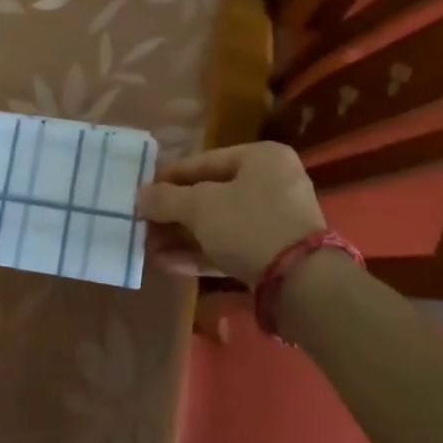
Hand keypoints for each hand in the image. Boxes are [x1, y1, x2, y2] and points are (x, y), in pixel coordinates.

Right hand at [136, 142, 325, 285]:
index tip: (143, 190)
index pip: (206, 161)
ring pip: (220, 224)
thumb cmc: (249, 225)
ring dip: (183, 236)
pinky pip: (231, 246)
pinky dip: (201, 253)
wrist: (302, 284)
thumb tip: (140, 194)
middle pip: (212, 194)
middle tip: (143, 224)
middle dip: (175, 213)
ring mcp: (276, 221)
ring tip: (148, 247)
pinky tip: (168, 263)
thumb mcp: (201, 207)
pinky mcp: (274, 255)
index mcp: (262, 158)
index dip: (171, 176)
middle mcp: (273, 183)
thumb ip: (167, 199)